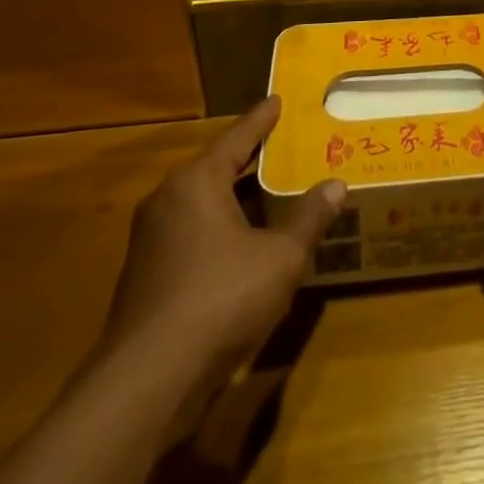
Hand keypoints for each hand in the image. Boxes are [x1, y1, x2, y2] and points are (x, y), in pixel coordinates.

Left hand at [97, 98, 345, 398]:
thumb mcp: (281, 257)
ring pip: (204, 205)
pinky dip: (222, 229)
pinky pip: (193, 234)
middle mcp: (168, 201)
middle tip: (285, 147)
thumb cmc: (220, 300)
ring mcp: (151, 241)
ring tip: (273, 195)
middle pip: (217, 168)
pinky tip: (247, 246)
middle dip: (252, 160)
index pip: (237, 138)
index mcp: (196, 182)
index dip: (262, 119)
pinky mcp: (147, 277)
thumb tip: (336, 185)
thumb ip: (309, 218)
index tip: (278, 101)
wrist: (146, 382)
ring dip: (238, 200)